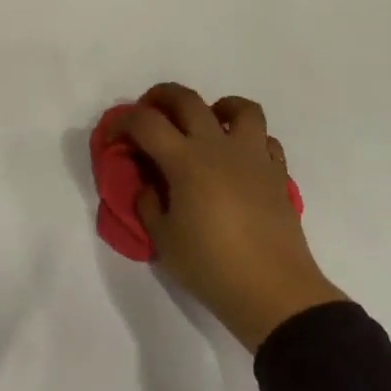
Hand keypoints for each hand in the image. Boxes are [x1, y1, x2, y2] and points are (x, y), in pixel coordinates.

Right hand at [117, 83, 346, 351]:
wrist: (274, 293)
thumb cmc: (211, 266)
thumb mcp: (163, 239)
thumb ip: (148, 203)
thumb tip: (150, 184)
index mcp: (185, 160)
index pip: (145, 121)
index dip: (122, 121)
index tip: (113, 136)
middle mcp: (218, 147)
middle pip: (187, 99)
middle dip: (161, 97)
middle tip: (150, 113)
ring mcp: (253, 157)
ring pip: (240, 108)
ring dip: (217, 107)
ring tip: (206, 125)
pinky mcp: (277, 174)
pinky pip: (265, 140)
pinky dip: (249, 140)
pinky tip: (238, 160)